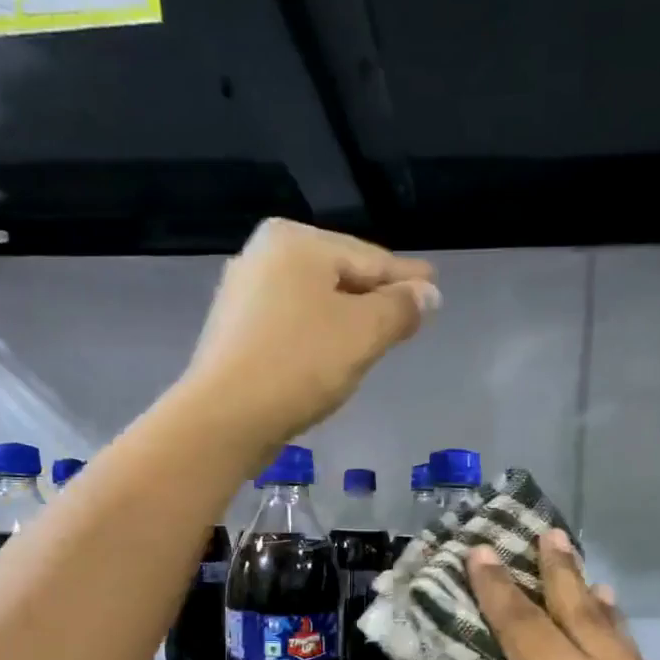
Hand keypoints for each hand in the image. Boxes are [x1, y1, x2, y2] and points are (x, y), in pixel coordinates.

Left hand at [180, 219, 437, 454]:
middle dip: (374, 296)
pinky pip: (293, 327)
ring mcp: (243, 296)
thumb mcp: (364, 333)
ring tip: (376, 334)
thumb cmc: (301, 364)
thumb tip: (428, 293)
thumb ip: (400, 308)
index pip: (369, 258)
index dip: (405, 277)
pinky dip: (318, 336)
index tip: (433, 282)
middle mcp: (263, 256)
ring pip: (314, 303)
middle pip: (339, 277)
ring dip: (347, 318)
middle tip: (408, 310)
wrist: (226, 417)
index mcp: (296, 242)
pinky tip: (331, 354)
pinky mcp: (235, 335)